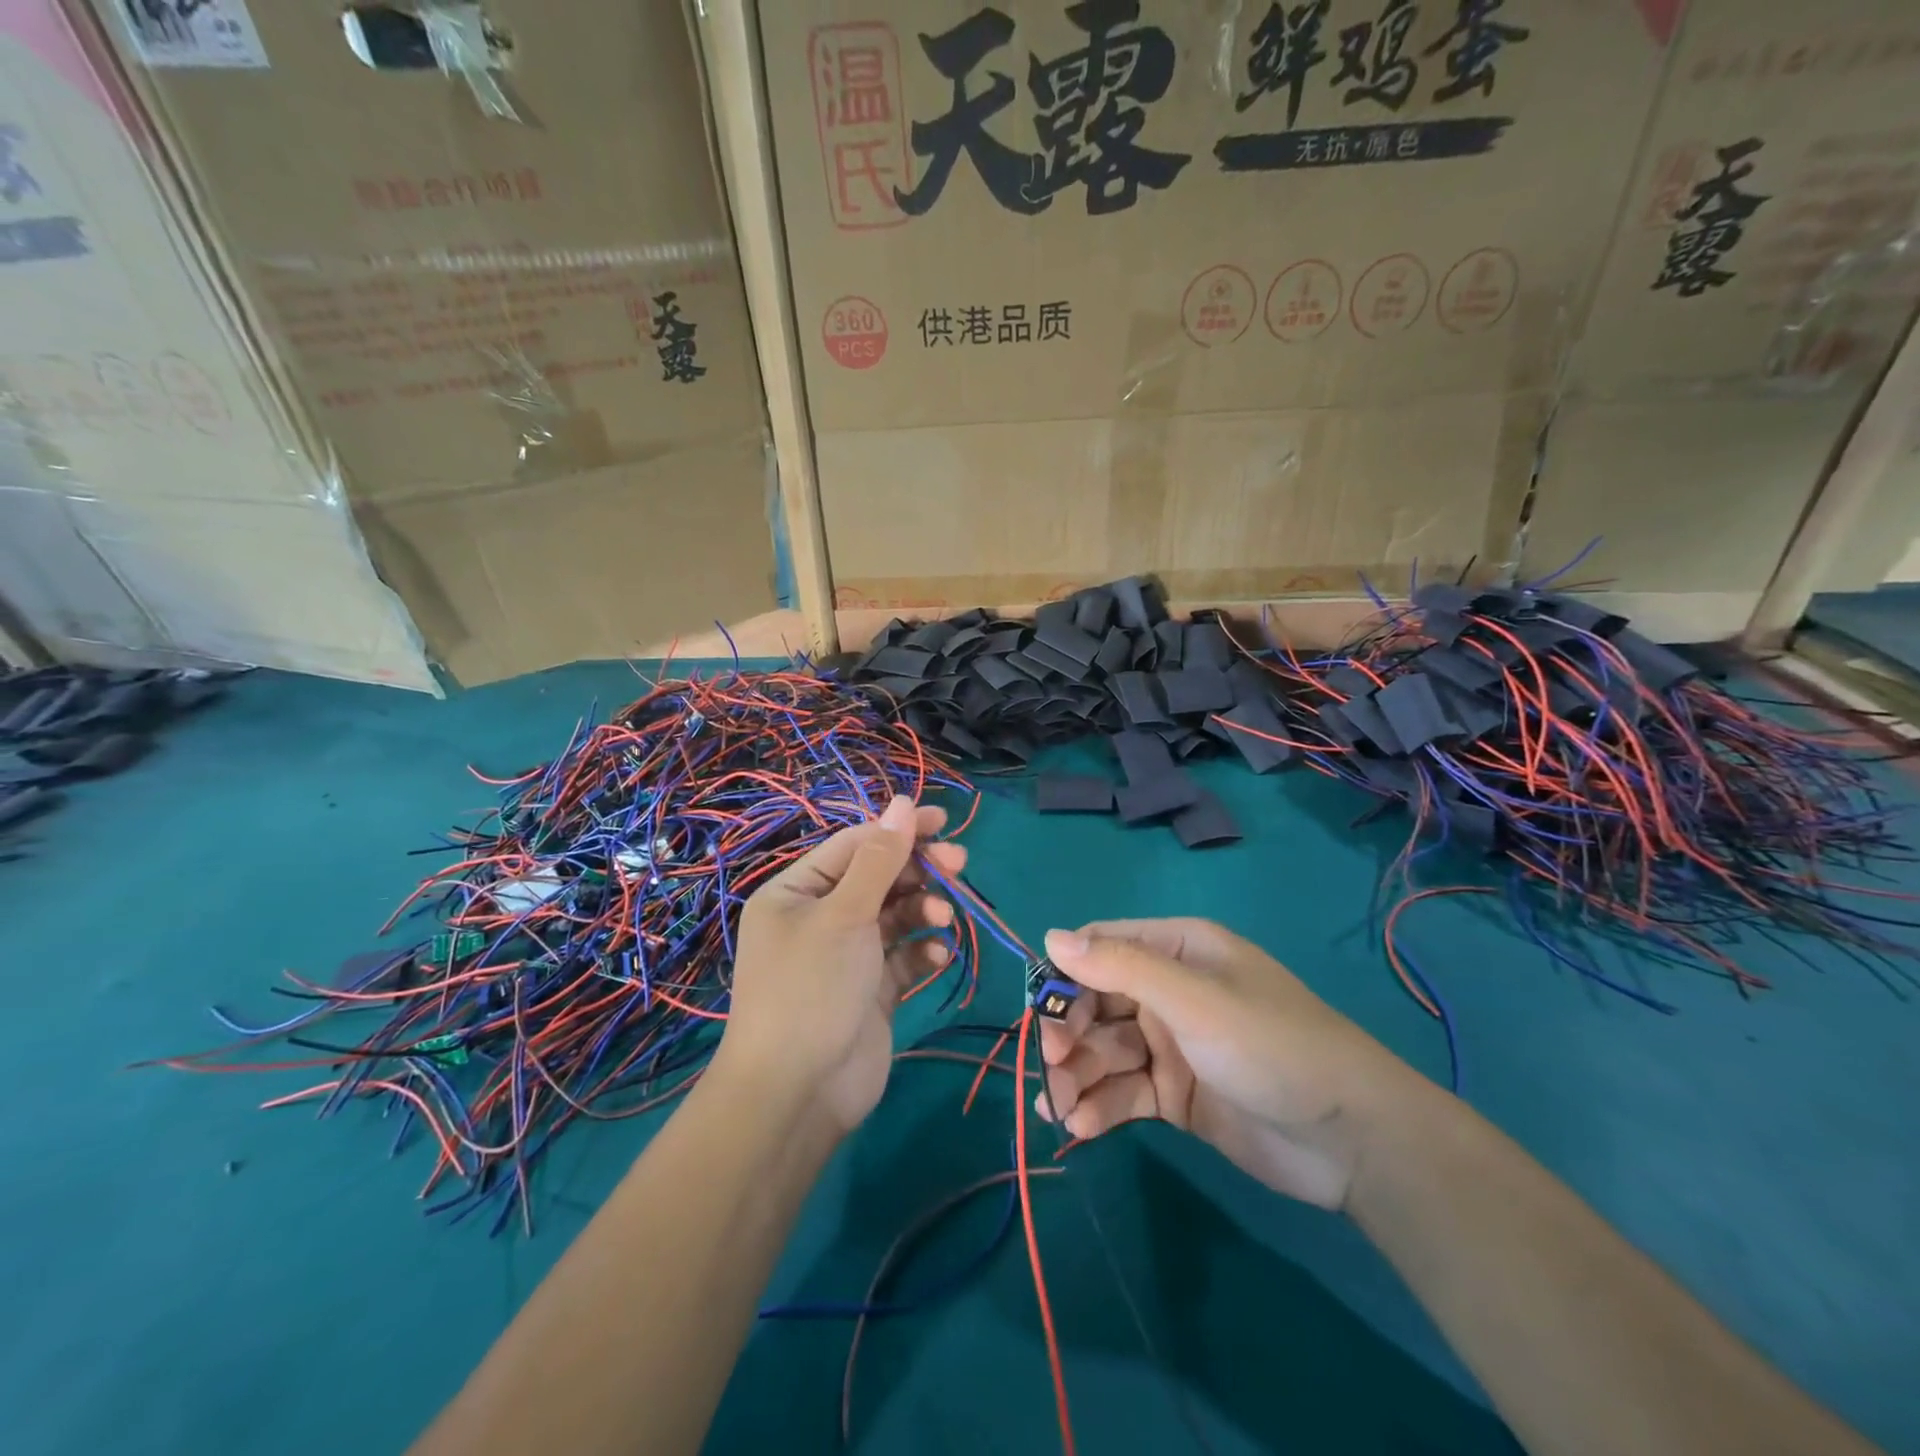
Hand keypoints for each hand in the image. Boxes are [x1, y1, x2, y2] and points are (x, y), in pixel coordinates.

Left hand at [717, 797, 964, 1133]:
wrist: (798, 1094)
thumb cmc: (812, 987)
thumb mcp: (844, 914)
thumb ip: (879, 859)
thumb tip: (903, 801)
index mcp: (797, 891)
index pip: (855, 845)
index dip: (899, 829)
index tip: (944, 821)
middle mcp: (819, 917)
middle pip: (878, 877)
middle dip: (918, 870)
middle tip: (959, 864)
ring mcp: (846, 955)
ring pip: (895, 915)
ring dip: (923, 909)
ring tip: (943, 917)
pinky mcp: (871, 989)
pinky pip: (902, 956)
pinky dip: (922, 951)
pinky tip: (938, 956)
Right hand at [1036, 919, 1431, 1210]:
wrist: (1353, 1140)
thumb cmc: (1270, 1046)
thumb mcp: (1193, 999)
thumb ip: (1120, 967)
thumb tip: (1050, 936)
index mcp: (1178, 950)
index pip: (1102, 947)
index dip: (1067, 975)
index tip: (1041, 1010)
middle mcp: (1170, 991)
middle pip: (1098, 1003)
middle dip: (1070, 1033)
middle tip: (1052, 1066)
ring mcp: (1172, 1044)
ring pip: (1106, 1051)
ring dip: (1078, 1075)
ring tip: (1060, 1106)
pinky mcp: (1176, 1095)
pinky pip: (1124, 1091)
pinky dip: (1099, 1106)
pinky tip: (1078, 1125)